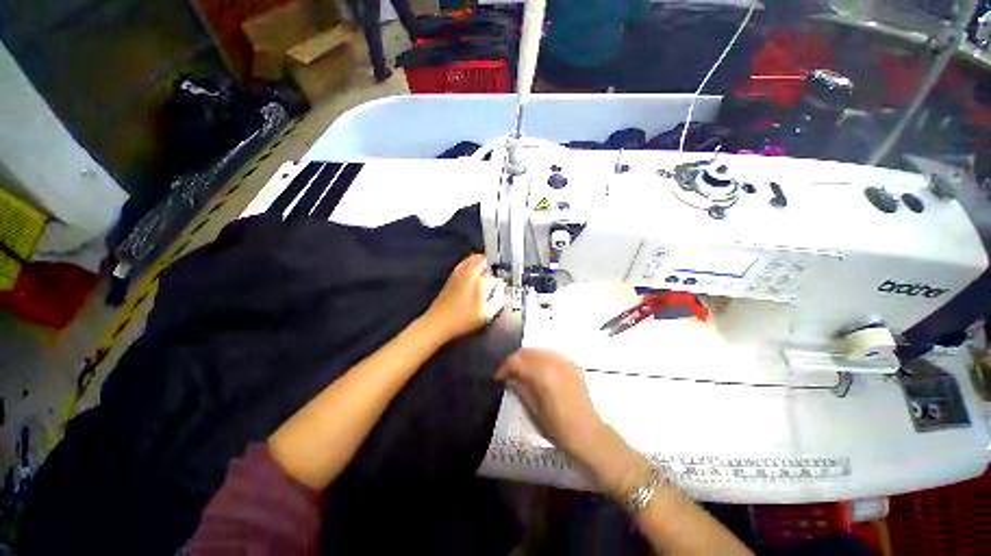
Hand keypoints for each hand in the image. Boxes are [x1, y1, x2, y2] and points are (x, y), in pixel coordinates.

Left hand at [423, 254, 504, 341]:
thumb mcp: (486, 314)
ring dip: (482, 262)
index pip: (493, 266)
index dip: (501, 270)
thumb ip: (498, 300)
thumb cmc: (462, 320)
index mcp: (476, 279)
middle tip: (499, 271)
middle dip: (492, 263)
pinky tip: (477, 276)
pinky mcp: (451, 277)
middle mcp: (466, 272)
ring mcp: (457, 273)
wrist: (437, 323)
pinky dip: (473, 265)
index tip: (506, 275)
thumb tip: (502, 289)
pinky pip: (465, 264)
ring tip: (490, 272)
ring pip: (472, 259)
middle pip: (481, 258)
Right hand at [496, 349, 606, 460]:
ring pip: (539, 350)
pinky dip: (541, 357)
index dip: (504, 367)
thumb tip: (510, 376)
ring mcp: (564, 360)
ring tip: (521, 370)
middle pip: (527, 352)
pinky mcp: (572, 364)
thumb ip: (520, 386)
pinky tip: (538, 369)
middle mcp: (553, 360)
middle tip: (508, 372)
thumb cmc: (557, 425)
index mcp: (542, 372)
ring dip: (527, 357)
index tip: (498, 377)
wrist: (586, 432)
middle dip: (515, 360)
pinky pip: (551, 354)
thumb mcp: (533, 407)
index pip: (516, 360)